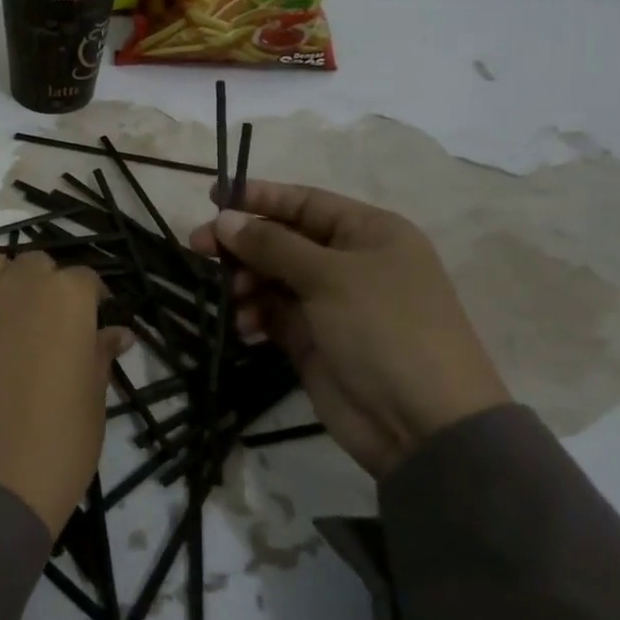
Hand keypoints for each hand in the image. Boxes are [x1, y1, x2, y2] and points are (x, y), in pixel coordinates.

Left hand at [0, 253, 132, 536]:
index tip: (92, 327)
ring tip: (12, 326)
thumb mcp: (93, 401)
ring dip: (7, 286)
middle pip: (36, 266)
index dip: (91, 302)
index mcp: (65, 296)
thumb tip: (116, 333)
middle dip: (48, 288)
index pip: (85, 280)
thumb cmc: (55, 446)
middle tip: (52, 331)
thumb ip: (100, 354)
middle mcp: (16, 284)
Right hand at [189, 182, 509, 478]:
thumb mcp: (329, 277)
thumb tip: (224, 219)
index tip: (214, 197)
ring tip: (234, 298)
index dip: (259, 197)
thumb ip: (272, 245)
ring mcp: (330, 303)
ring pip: (272, 278)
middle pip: (282, 240)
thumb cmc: (384, 328)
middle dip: (242, 243)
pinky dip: (255, 315)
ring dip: (246, 282)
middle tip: (198, 247)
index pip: (305, 202)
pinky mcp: (312, 339)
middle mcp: (349, 262)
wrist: (422, 422)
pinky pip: (272, 314)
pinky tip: (246, 326)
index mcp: (368, 233)